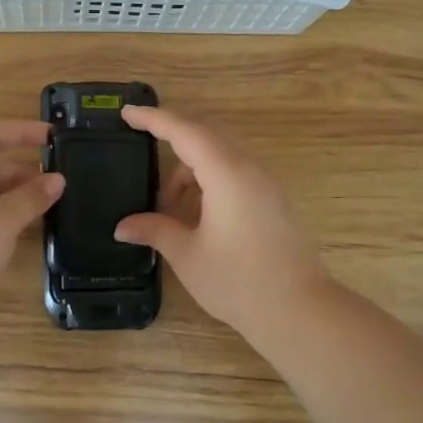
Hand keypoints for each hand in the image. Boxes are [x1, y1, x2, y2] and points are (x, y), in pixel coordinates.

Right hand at [114, 106, 331, 337]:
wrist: (299, 310)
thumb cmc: (238, 280)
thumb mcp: (187, 254)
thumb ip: (154, 230)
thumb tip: (123, 226)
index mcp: (226, 173)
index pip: (184, 132)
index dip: (154, 119)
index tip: (127, 112)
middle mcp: (249, 170)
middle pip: (205, 138)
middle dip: (171, 143)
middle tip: (141, 151)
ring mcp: (265, 185)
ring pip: (221, 159)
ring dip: (190, 172)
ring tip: (166, 207)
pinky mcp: (273, 203)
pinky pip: (235, 176)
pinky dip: (209, 184)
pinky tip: (195, 217)